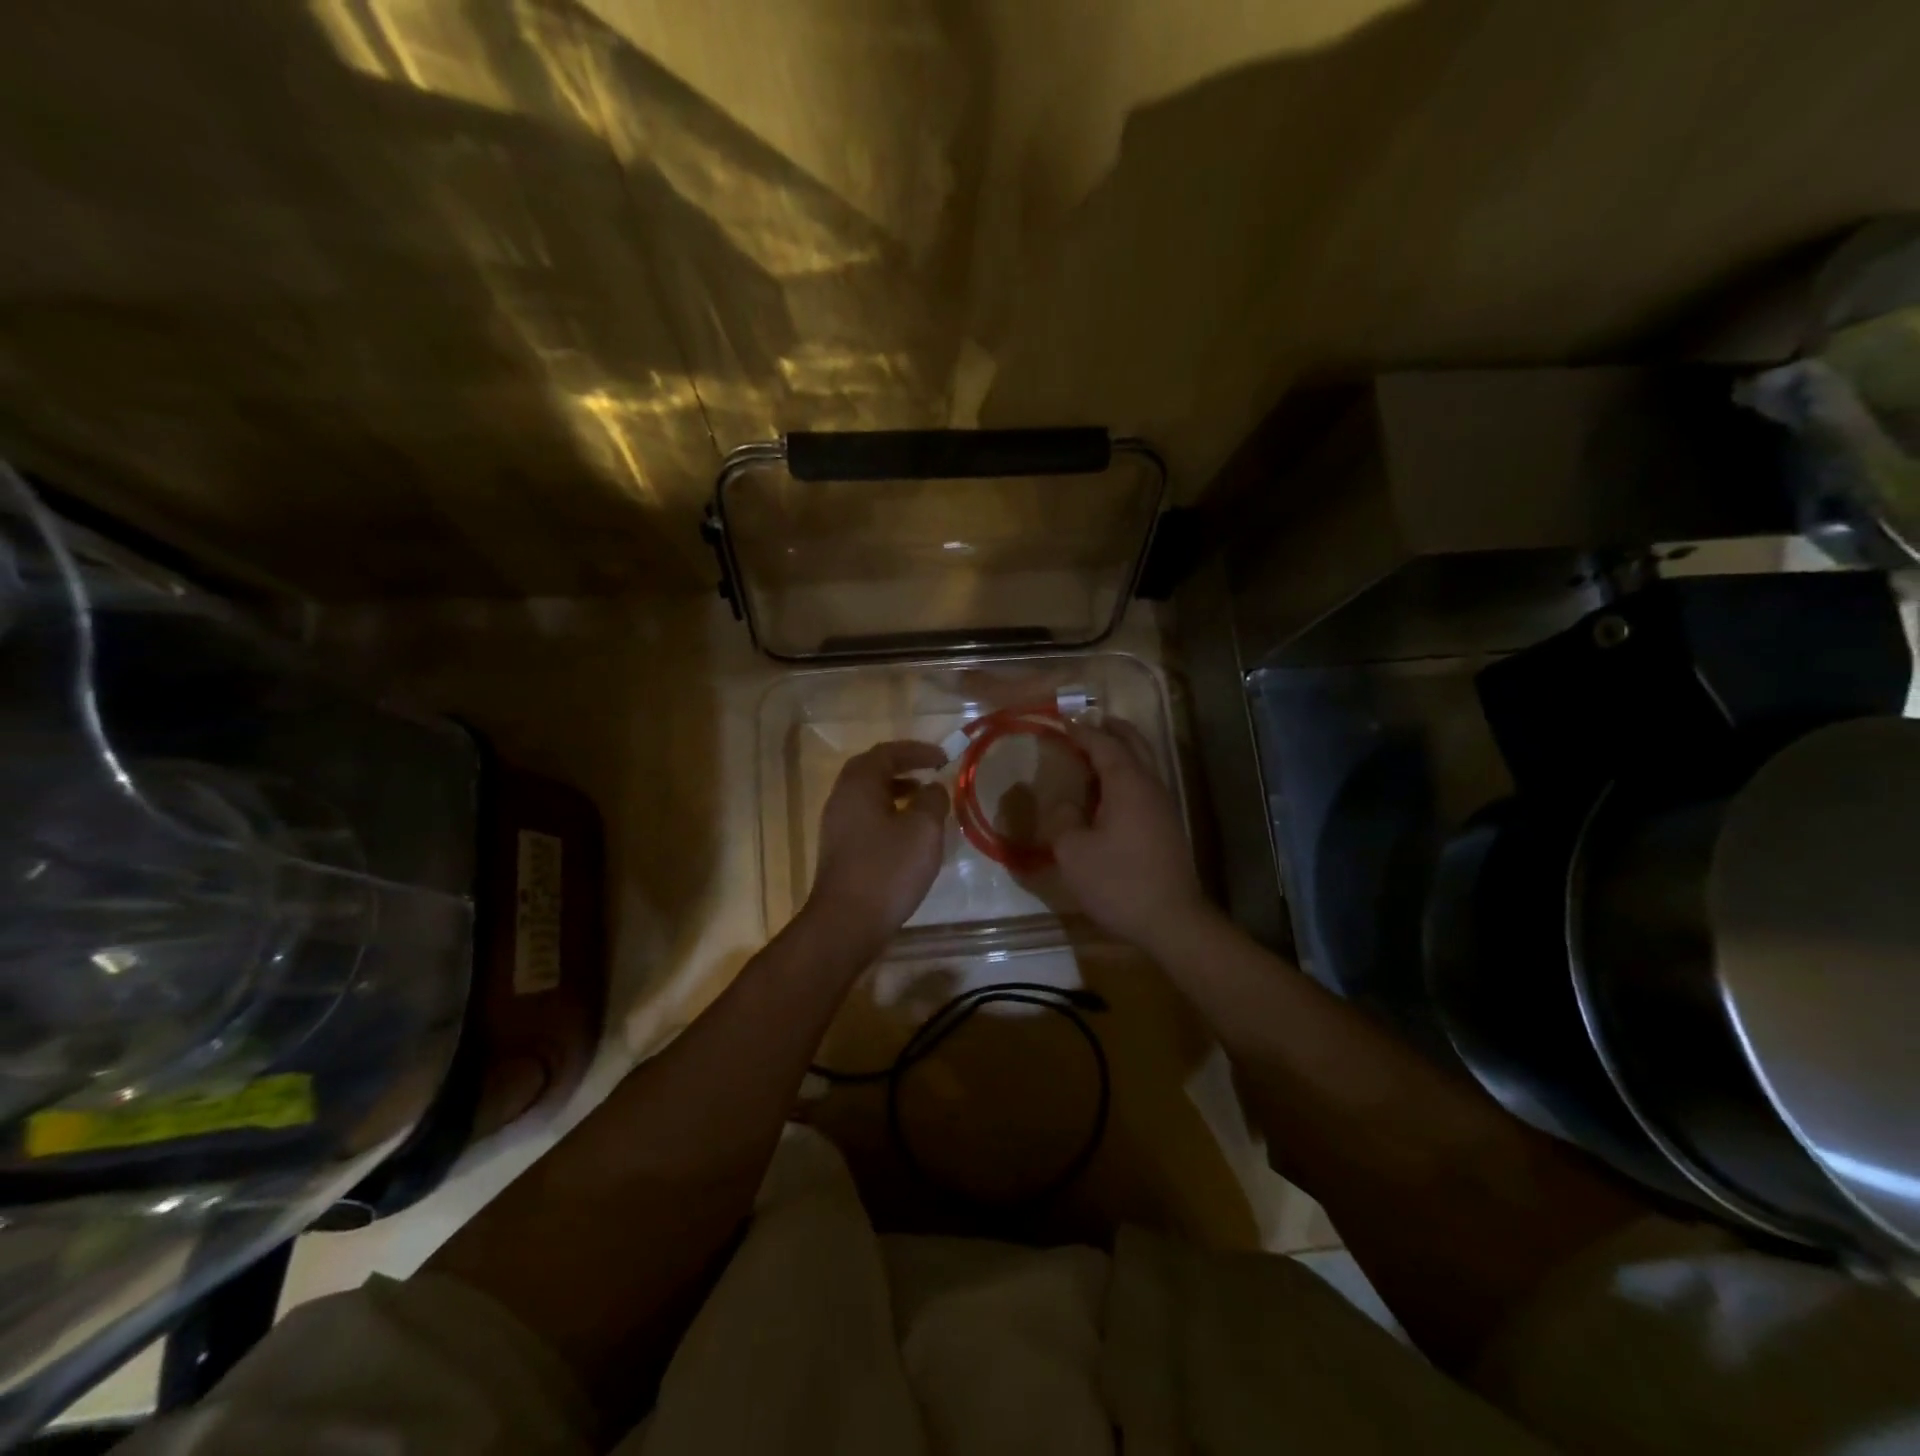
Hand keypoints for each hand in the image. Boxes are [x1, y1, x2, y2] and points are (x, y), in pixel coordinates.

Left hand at [805, 740, 949, 953]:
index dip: (917, 751)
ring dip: (895, 791)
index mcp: (859, 785)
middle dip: (902, 766)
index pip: (887, 753)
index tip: (944, 758)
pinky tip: (907, 833)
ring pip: (867, 795)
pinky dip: (888, 813)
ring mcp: (836, 825)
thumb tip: (933, 788)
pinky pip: (865, 817)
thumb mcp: (923, 830)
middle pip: (871, 770)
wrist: (846, 923)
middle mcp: (841, 798)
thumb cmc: (887, 870)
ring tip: (924, 801)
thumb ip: (932, 801)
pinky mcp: (839, 850)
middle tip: (930, 771)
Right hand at [1045, 719, 1214, 951]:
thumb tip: (1067, 803)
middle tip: (1091, 721)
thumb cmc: (1118, 882)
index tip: (1063, 721)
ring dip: (1123, 751)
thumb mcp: (1073, 852)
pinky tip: (1110, 792)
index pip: (1104, 745)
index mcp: (1128, 784)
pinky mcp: (1167, 828)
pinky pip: (1145, 786)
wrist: (1171, 920)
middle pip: (1135, 744)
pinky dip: (1127, 774)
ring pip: (1144, 764)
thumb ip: (1063, 819)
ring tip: (1097, 752)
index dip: (1083, 731)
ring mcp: (1164, 807)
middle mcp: (1151, 787)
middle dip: (1113, 729)